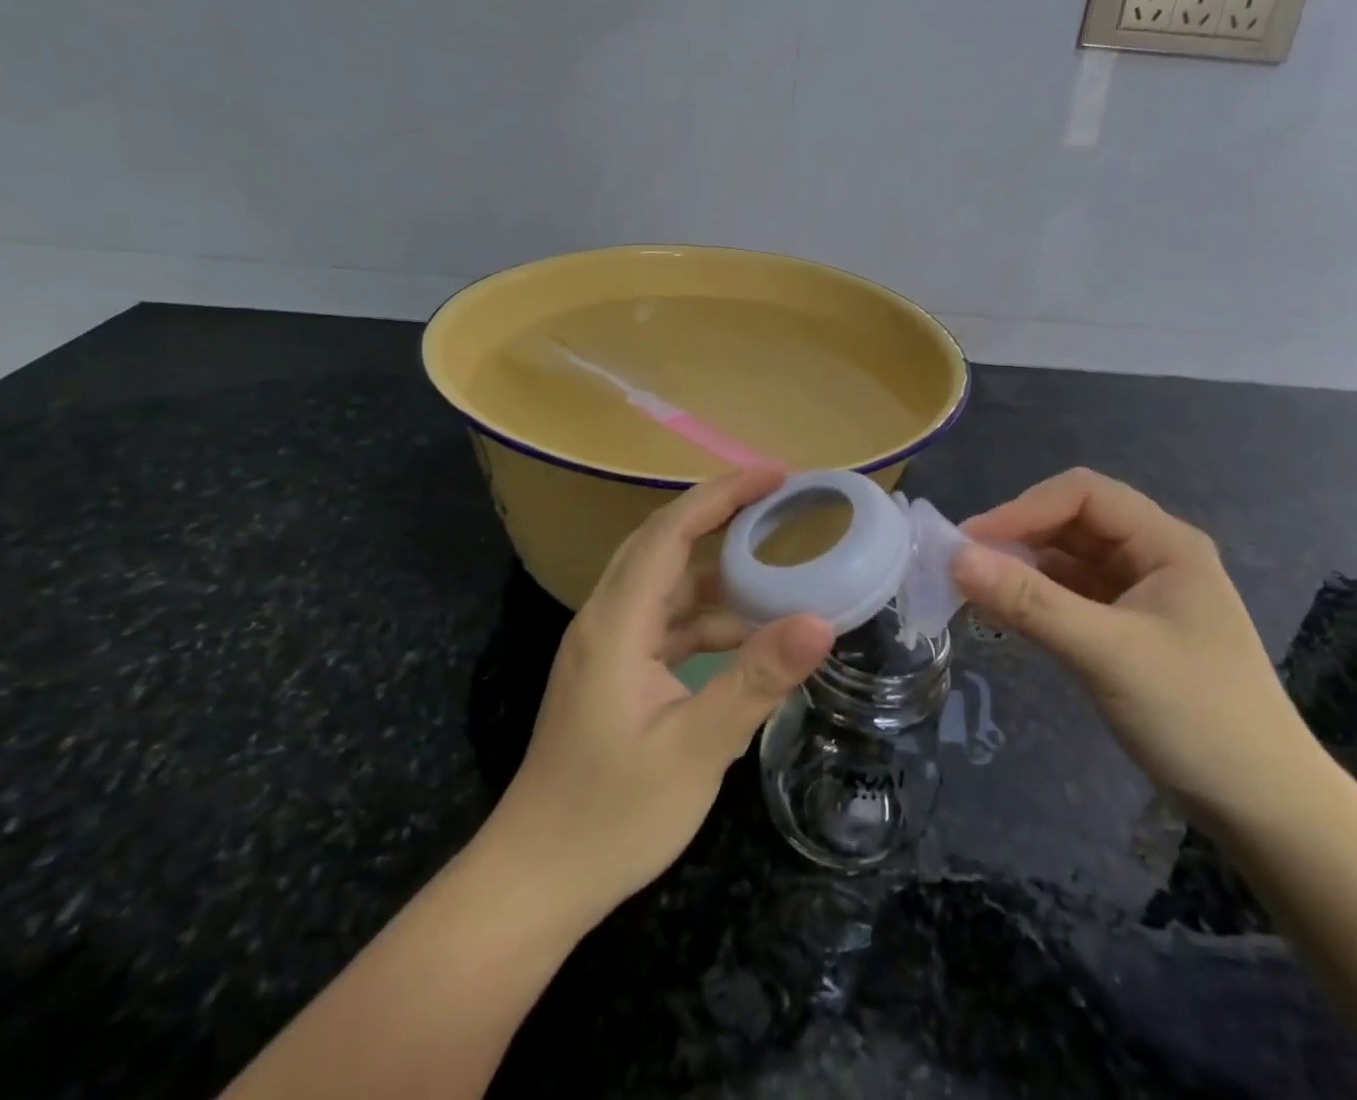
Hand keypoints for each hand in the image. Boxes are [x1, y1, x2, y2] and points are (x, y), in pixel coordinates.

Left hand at [489, 467, 835, 921]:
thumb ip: (756, 681)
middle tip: (777, 500)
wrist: (536, 881)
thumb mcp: (695, 750)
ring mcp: (606, 647)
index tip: (775, 476)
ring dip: (715, 569)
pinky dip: (705, 616)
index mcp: (616, 622)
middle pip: (662, 542)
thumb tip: (821, 621)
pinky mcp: (613, 673)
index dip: (722, 494)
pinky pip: (664, 622)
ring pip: (664, 583)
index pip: (670, 531)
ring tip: (774, 563)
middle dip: (719, 513)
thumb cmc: (611, 815)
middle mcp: (606, 619)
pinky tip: (745, 636)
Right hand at [953, 467, 1322, 831]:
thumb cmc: (1198, 717)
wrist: (1268, 811)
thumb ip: (1031, 602)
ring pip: (1069, 559)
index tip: (971, 542)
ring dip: (1023, 567)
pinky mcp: (1129, 629)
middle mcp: (1153, 556)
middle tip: (964, 565)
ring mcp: (1142, 594)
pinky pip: (1073, 595)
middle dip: (1019, 535)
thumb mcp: (1107, 654)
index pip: (1082, 494)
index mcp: (1165, 542)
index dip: (1023, 508)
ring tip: (974, 588)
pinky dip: (1038, 598)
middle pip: (1073, 521)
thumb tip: (956, 558)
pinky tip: (1007, 612)